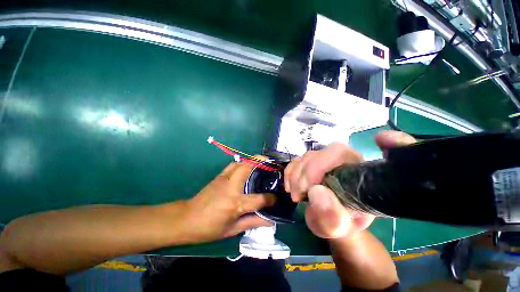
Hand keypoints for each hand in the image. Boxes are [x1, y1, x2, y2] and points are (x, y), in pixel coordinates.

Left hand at [184, 160, 275, 243]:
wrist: (186, 219)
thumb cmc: (209, 228)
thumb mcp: (232, 229)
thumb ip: (253, 222)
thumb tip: (270, 221)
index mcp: (236, 204)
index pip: (259, 199)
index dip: (270, 199)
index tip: (276, 198)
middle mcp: (232, 188)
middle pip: (248, 167)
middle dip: (260, 161)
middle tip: (269, 163)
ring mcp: (224, 179)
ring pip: (240, 163)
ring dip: (251, 160)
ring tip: (260, 163)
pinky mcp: (219, 176)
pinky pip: (233, 165)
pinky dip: (242, 163)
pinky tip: (246, 168)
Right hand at [284, 131, 415, 238]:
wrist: (329, 220)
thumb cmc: (339, 224)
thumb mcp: (339, 228)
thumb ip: (333, 218)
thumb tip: (316, 193)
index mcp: (358, 172)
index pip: (342, 153)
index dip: (324, 161)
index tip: (311, 185)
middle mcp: (342, 161)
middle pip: (319, 154)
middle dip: (305, 174)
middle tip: (299, 195)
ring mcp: (324, 160)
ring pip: (305, 157)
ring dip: (296, 176)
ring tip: (296, 196)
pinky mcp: (310, 163)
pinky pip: (296, 161)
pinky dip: (289, 173)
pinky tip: (290, 187)